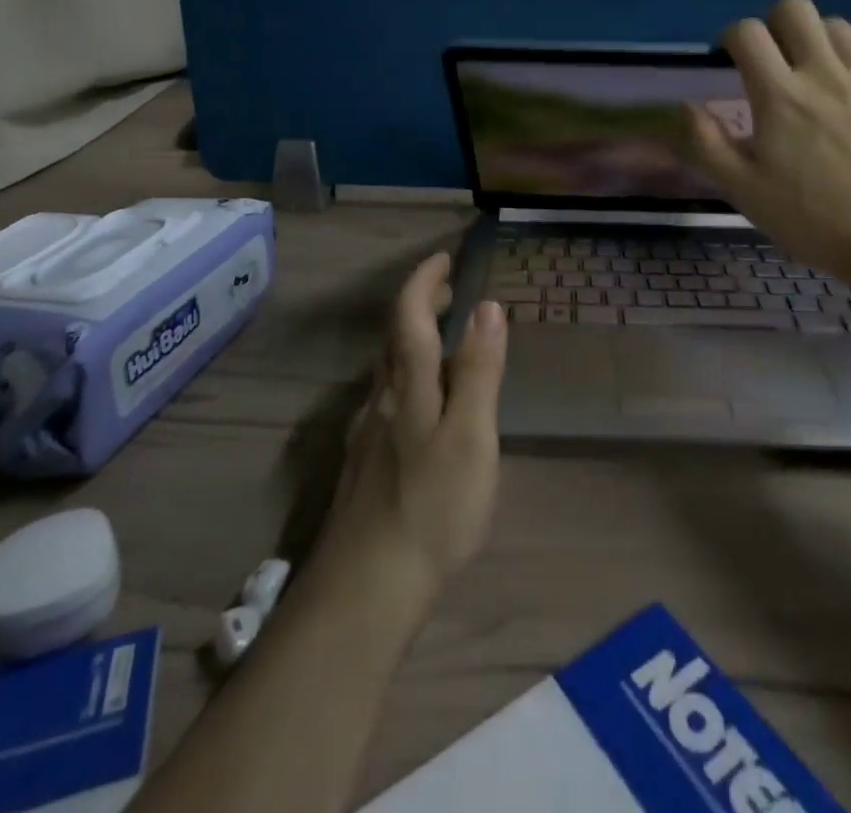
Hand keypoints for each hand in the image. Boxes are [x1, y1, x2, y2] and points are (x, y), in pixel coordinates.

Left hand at [314, 253, 507, 605]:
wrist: (364, 591)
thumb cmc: (431, 507)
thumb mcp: (470, 436)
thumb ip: (477, 371)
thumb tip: (486, 306)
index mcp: (407, 385)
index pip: (408, 314)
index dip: (423, 281)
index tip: (442, 259)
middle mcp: (380, 399)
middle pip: (393, 337)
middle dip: (417, 305)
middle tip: (446, 291)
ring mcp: (367, 434)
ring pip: (387, 370)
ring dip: (411, 340)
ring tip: (440, 338)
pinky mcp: (364, 465)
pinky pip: (386, 399)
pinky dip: (407, 377)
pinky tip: (419, 404)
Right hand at [683, 0, 850, 283]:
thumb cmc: (810, 218)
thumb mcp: (743, 190)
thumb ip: (707, 143)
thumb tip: (687, 105)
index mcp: (779, 96)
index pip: (747, 33)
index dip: (731, 38)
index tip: (730, 60)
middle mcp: (822, 73)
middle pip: (794, 8)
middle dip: (773, 24)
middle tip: (771, 58)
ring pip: (835, 23)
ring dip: (814, 37)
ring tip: (810, 68)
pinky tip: (849, 69)